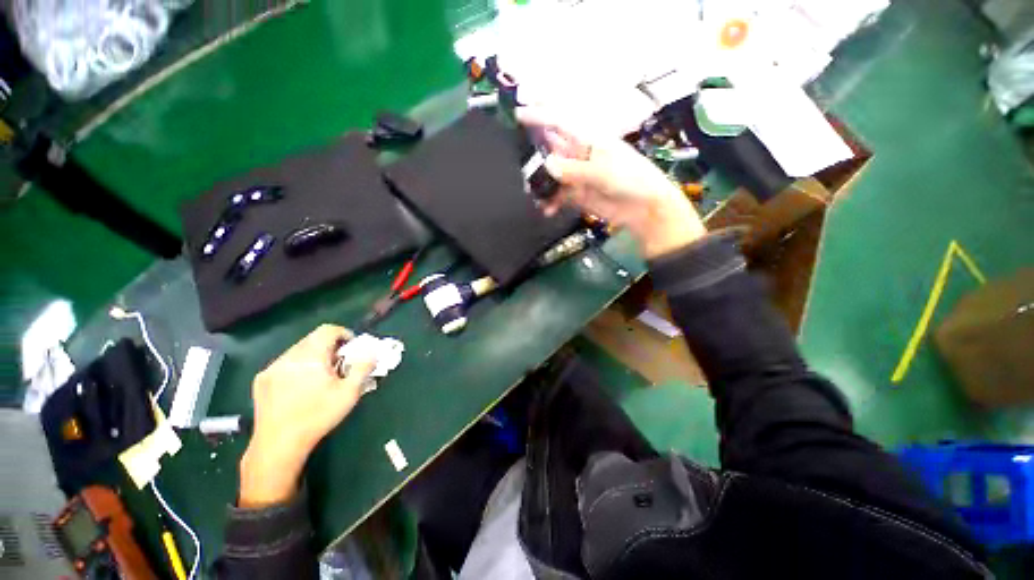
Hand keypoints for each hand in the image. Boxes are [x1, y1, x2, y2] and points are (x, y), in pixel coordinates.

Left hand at [239, 325, 374, 507]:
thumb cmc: (318, 416)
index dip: (344, 334)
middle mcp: (289, 356)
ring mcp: (272, 368)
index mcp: (310, 356)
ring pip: (298, 351)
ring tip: (320, 377)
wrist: (278, 444)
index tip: (351, 349)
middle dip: (329, 347)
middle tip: (339, 365)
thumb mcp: (349, 393)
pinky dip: (296, 367)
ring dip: (313, 357)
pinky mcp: (261, 381)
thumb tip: (373, 351)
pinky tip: (299, 387)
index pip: (328, 330)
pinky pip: (284, 364)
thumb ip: (363, 367)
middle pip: (313, 339)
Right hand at [517, 107, 705, 257]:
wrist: (643, 208)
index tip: (519, 115)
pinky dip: (550, 202)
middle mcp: (578, 154)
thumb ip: (575, 170)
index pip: (560, 122)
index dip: (540, 116)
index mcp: (588, 139)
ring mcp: (576, 175)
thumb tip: (548, 165)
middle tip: (521, 168)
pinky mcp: (576, 194)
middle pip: (550, 149)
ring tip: (532, 193)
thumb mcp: (604, 171)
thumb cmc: (631, 179)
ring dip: (540, 183)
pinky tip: (547, 210)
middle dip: (535, 156)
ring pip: (550, 174)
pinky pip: (557, 195)